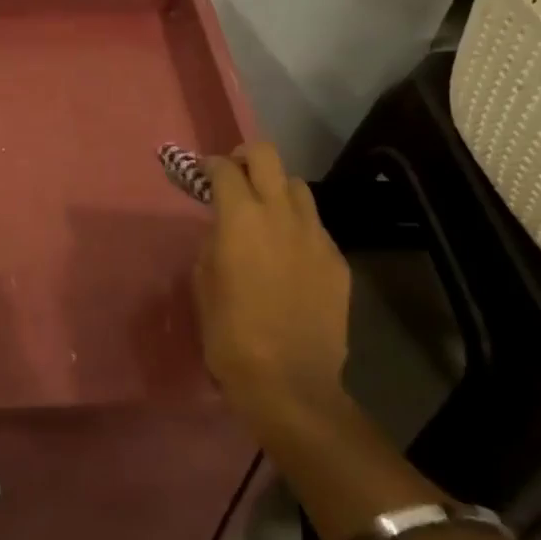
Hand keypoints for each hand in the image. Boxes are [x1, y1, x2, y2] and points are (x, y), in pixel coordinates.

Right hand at [194, 142, 352, 436]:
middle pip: (267, 156)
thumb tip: (223, 229)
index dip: (211, 166)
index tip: (203, 174)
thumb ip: (213, 243)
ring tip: (266, 215)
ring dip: (277, 190)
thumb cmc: (231, 334)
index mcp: (240, 217)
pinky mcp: (337, 260)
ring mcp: (315, 235)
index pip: (225, 169)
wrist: (290, 383)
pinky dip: (298, 227)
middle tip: (236, 176)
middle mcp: (280, 214)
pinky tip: (289, 255)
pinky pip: (315, 226)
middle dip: (247, 157)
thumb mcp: (204, 283)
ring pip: (297, 187)